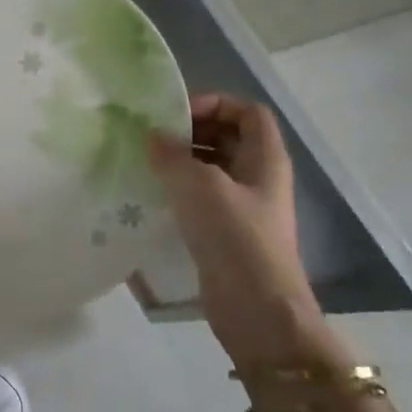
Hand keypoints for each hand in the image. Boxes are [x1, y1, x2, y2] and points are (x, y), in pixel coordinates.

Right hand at [149, 94, 321, 359]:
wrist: (257, 309)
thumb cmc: (236, 238)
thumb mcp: (201, 187)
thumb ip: (173, 156)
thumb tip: (152, 137)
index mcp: (265, 158)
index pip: (247, 111)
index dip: (216, 103)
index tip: (177, 114)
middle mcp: (258, 177)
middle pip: (228, 136)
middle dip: (192, 131)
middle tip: (153, 137)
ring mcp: (244, 206)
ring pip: (212, 168)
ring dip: (181, 161)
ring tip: (145, 163)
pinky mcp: (226, 232)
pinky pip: (202, 197)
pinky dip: (179, 190)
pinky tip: (151, 195)